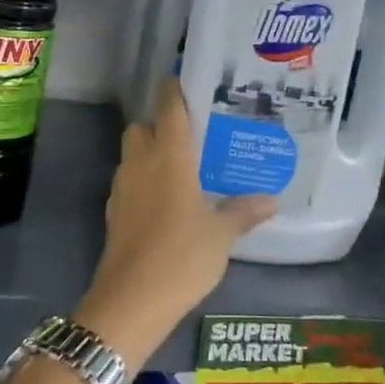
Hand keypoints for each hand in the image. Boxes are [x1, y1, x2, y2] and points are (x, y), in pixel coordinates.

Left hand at [76, 81, 274, 367]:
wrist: (132, 299)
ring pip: (132, 155)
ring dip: (150, 154)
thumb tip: (271, 199)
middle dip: (160, 125)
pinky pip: (129, 183)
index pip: (168, 108)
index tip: (187, 83)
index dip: (174, 90)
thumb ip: (244, 211)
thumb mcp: (222, 235)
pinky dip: (143, 183)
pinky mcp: (113, 213)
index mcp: (169, 157)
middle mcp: (141, 163)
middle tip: (191, 137)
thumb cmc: (182, 256)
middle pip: (142, 127)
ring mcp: (122, 188)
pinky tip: (165, 204)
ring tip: (182, 170)